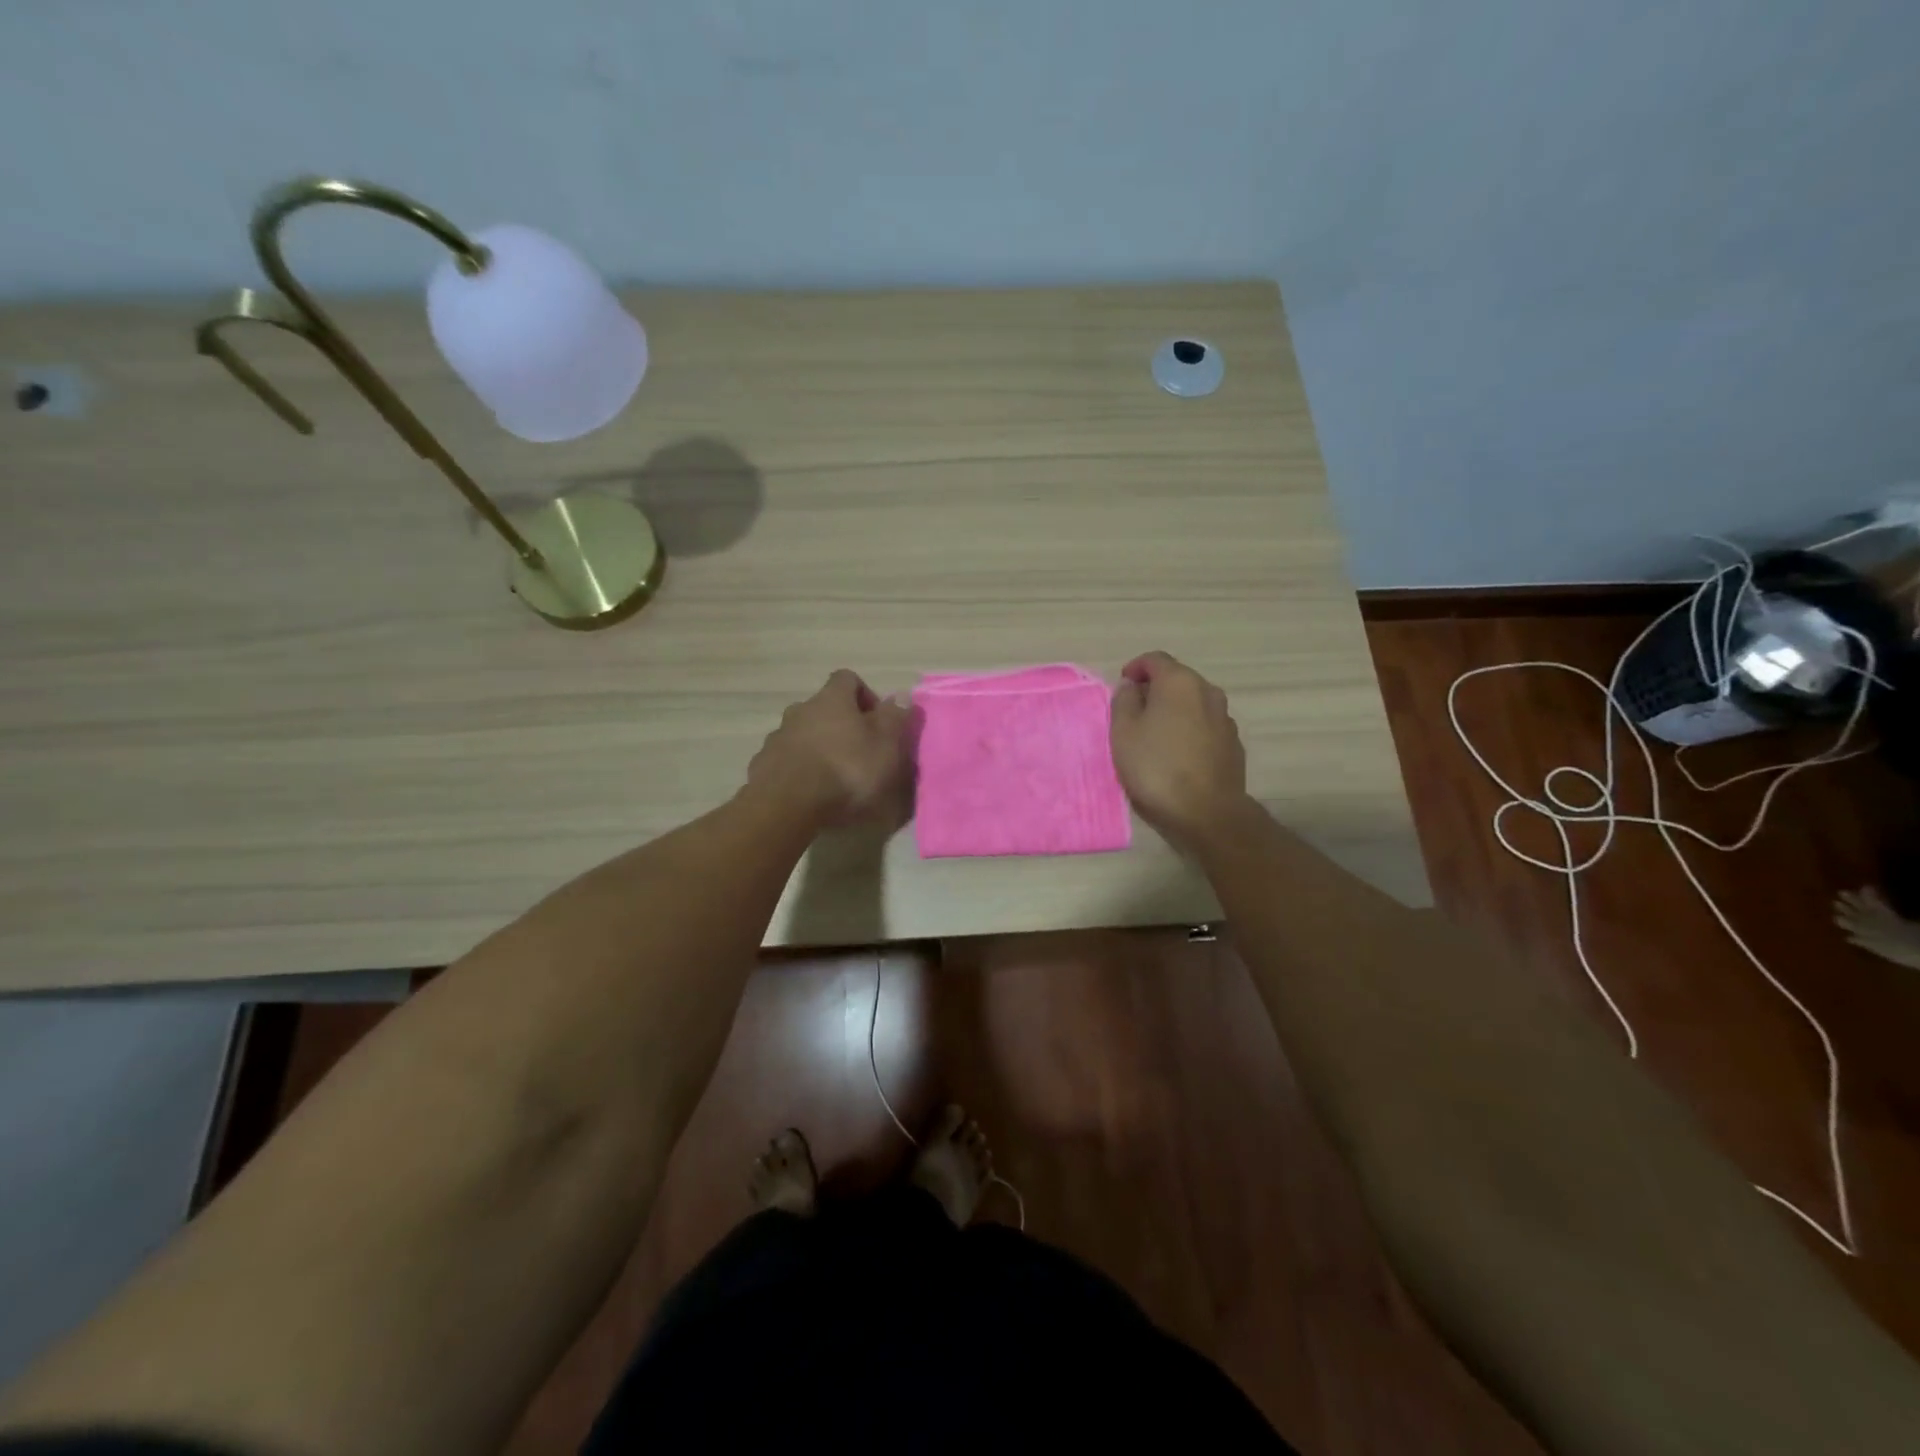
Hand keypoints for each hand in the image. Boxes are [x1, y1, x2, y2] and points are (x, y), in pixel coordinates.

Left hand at [747, 670, 911, 828]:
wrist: (788, 805)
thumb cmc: (847, 770)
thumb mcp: (886, 744)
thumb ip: (895, 718)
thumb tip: (902, 696)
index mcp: (832, 699)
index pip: (848, 679)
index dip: (865, 696)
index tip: (878, 722)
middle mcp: (800, 710)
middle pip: (823, 708)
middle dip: (841, 726)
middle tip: (859, 753)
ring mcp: (777, 737)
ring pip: (803, 734)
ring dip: (819, 748)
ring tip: (834, 779)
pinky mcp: (763, 765)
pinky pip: (786, 760)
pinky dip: (799, 770)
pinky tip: (810, 794)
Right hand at [1110, 651, 1248, 848]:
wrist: (1207, 813)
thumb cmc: (1157, 767)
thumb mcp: (1123, 733)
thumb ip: (1124, 702)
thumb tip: (1131, 686)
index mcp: (1180, 682)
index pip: (1155, 659)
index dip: (1135, 669)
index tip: (1121, 687)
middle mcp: (1208, 691)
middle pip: (1177, 679)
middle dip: (1154, 690)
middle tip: (1133, 713)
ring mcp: (1225, 718)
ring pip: (1193, 703)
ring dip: (1174, 711)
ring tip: (1155, 735)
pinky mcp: (1233, 744)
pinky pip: (1205, 725)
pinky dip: (1189, 729)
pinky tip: (1177, 754)